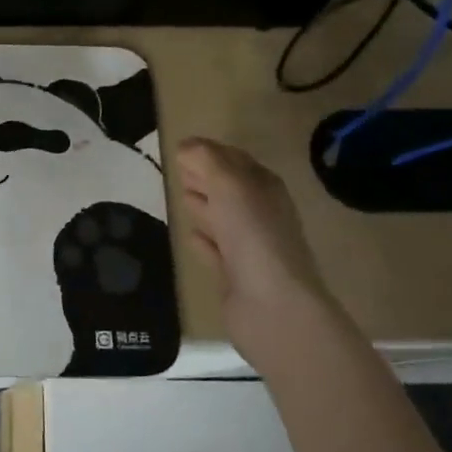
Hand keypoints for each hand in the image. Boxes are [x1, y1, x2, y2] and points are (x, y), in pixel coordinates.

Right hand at [175, 138, 332, 354]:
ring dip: (204, 205)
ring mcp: (250, 247)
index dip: (211, 152)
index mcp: (265, 189)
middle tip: (179, 170)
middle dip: (207, 177)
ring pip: (223, 218)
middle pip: (230, 188)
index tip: (182, 148)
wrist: (272, 306)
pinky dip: (203, 240)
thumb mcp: (229, 185)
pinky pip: (216, 251)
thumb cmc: (253, 235)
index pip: (236, 161)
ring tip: (181, 196)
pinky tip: (189, 235)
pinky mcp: (236, 276)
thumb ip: (206, 160)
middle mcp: (261, 214)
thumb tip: (186, 145)